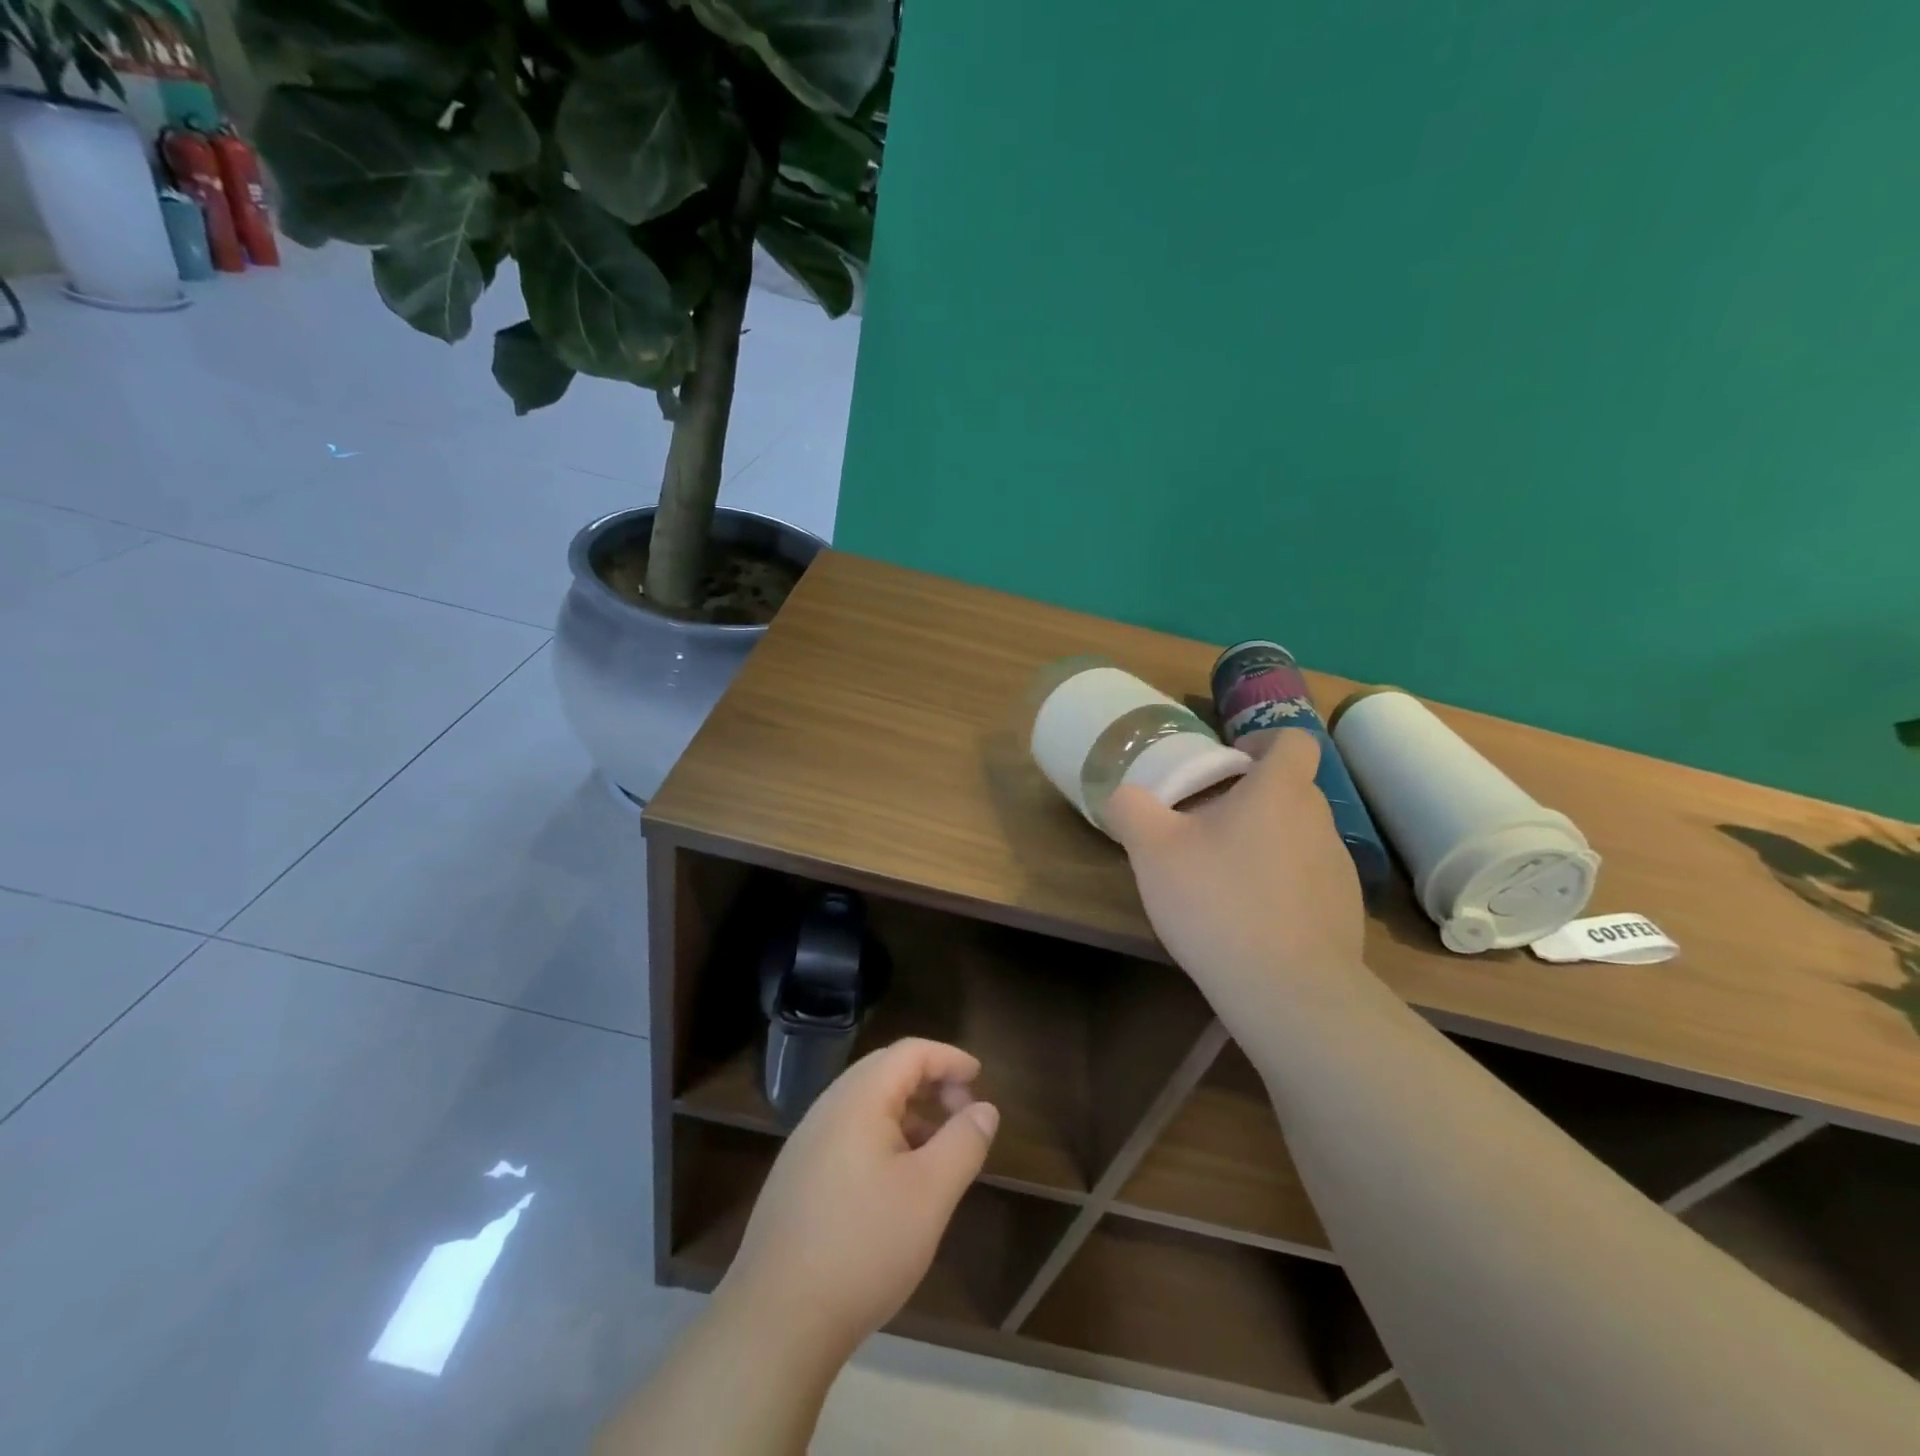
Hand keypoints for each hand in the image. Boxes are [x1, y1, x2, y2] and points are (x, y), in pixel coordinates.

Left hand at [718, 1038, 999, 1360]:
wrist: (775, 1321)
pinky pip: (847, 1134)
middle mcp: (827, 1108)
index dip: (949, 1058)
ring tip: (936, 1149)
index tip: (980, 1078)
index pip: (910, 1052)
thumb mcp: (930, 1194)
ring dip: (907, 1112)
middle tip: (962, 1111)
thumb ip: (963, 1143)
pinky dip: (882, 1137)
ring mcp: (805, 1143)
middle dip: (929, 1082)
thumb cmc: (863, 1247)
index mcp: (858, 1099)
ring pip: (865, 1104)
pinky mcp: (796, 1178)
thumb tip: (984, 1109)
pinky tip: (896, 1182)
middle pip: (885, 1071)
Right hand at [1104, 727, 1366, 1014]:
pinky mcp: (1345, 913)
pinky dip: (1282, 887)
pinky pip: (1309, 881)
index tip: (1228, 763)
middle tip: (1205, 825)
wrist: (1287, 991)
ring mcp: (1339, 869)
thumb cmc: (1218, 901)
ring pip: (1299, 837)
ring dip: (1265, 843)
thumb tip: (1124, 794)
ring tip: (1224, 878)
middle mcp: (1319, 821)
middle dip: (1250, 798)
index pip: (1292, 741)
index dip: (1260, 742)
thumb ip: (1132, 809)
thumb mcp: (1152, 850)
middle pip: (1290, 790)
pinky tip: (1251, 921)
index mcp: (1279, 792)